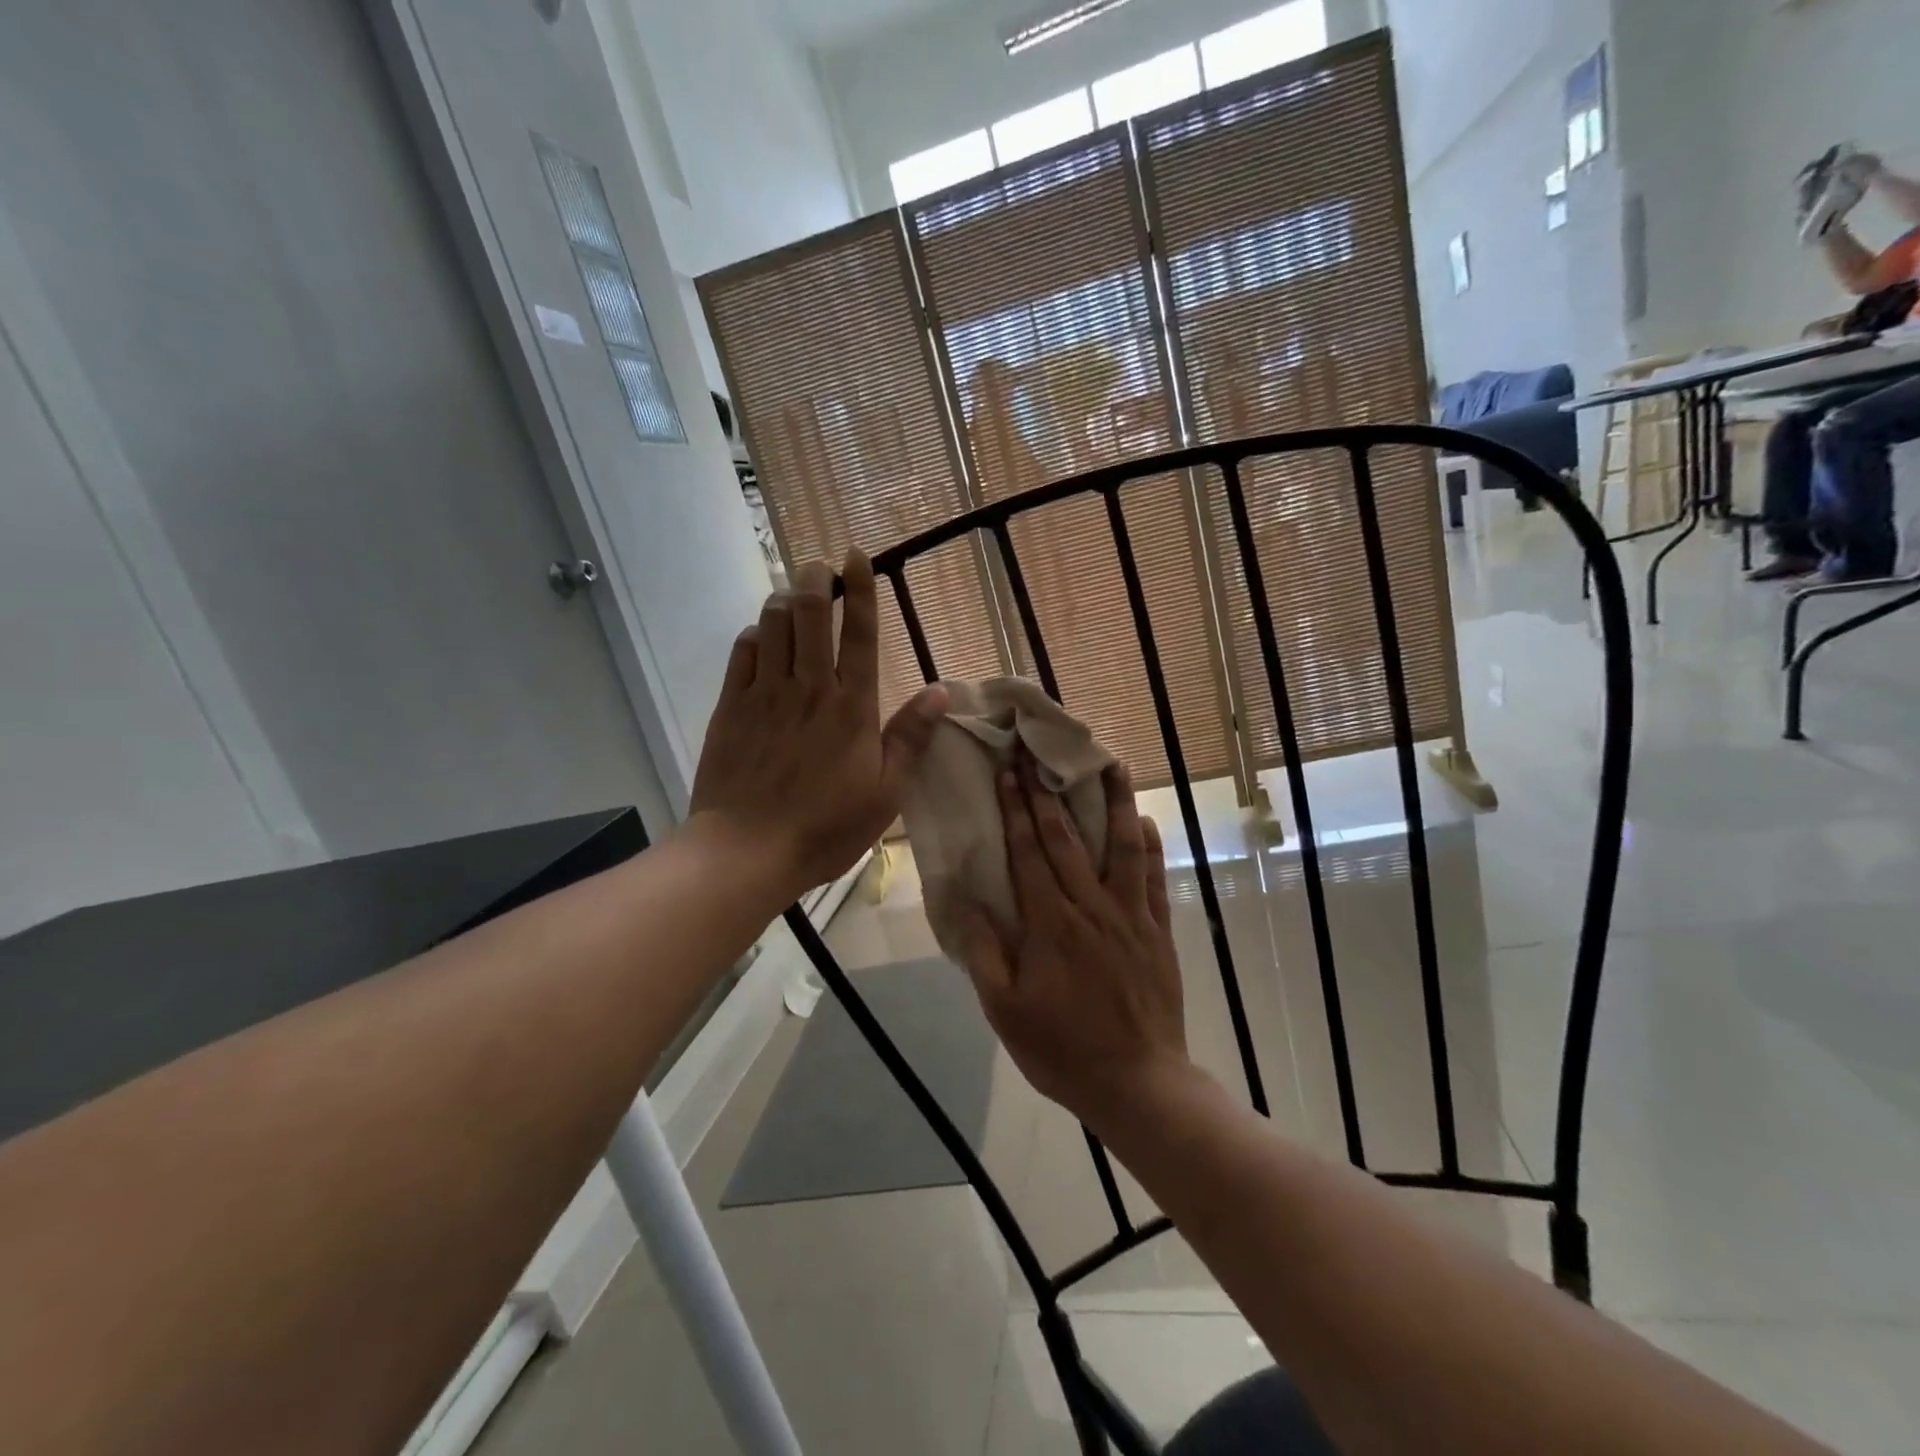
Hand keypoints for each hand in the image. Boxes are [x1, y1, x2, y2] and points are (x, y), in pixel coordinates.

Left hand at [689, 552, 946, 903]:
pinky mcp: (730, 707)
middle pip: (810, 613)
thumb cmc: (826, 827)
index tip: (857, 555)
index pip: (859, 632)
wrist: (747, 850)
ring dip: (784, 599)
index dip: (860, 588)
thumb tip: (941, 690)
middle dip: (816, 579)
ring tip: (793, 594)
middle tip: (820, 566)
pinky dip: (754, 633)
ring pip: (772, 624)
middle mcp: (808, 687)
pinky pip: (741, 652)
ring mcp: (764, 693)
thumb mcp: (886, 792)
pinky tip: (761, 635)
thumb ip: (911, 737)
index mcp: (852, 706)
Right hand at [956, 757, 1189, 1131]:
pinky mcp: (1158, 930)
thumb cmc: (1061, 1049)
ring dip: (1115, 801)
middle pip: (1067, 837)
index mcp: (1050, 923)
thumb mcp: (1004, 1009)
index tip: (1009, 770)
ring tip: (1111, 762)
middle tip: (1039, 750)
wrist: (1136, 1083)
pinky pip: (1156, 878)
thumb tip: (969, 901)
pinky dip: (1151, 846)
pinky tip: (1145, 821)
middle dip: (1048, 790)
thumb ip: (986, 952)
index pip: (1028, 852)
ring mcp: (1130, 915)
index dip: (1016, 808)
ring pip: (1123, 846)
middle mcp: (1091, 906)